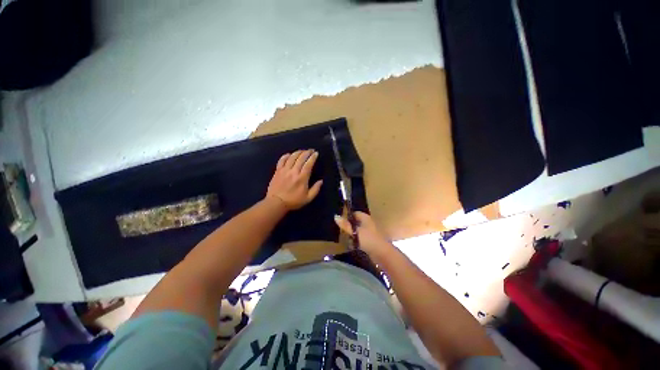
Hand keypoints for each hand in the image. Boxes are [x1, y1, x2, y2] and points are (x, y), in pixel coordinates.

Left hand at [266, 149, 322, 210]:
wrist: (276, 203)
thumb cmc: (293, 201)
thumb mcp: (308, 198)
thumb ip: (316, 189)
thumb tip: (321, 181)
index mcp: (302, 178)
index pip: (308, 164)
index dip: (312, 157)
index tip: (316, 153)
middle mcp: (294, 172)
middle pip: (301, 158)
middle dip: (307, 152)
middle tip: (311, 150)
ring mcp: (284, 170)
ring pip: (292, 157)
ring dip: (298, 152)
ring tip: (302, 151)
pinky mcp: (277, 171)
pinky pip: (281, 160)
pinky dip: (286, 156)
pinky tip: (289, 154)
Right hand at [334, 211, 393, 257]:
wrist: (382, 253)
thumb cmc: (368, 239)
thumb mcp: (355, 231)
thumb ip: (345, 225)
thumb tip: (335, 216)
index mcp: (365, 217)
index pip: (354, 213)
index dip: (347, 216)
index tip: (340, 221)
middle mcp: (368, 223)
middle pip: (355, 222)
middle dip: (349, 226)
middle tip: (340, 230)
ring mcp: (370, 232)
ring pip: (358, 231)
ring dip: (352, 234)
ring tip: (344, 238)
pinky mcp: (370, 240)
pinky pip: (360, 238)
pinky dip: (356, 241)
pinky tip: (351, 245)